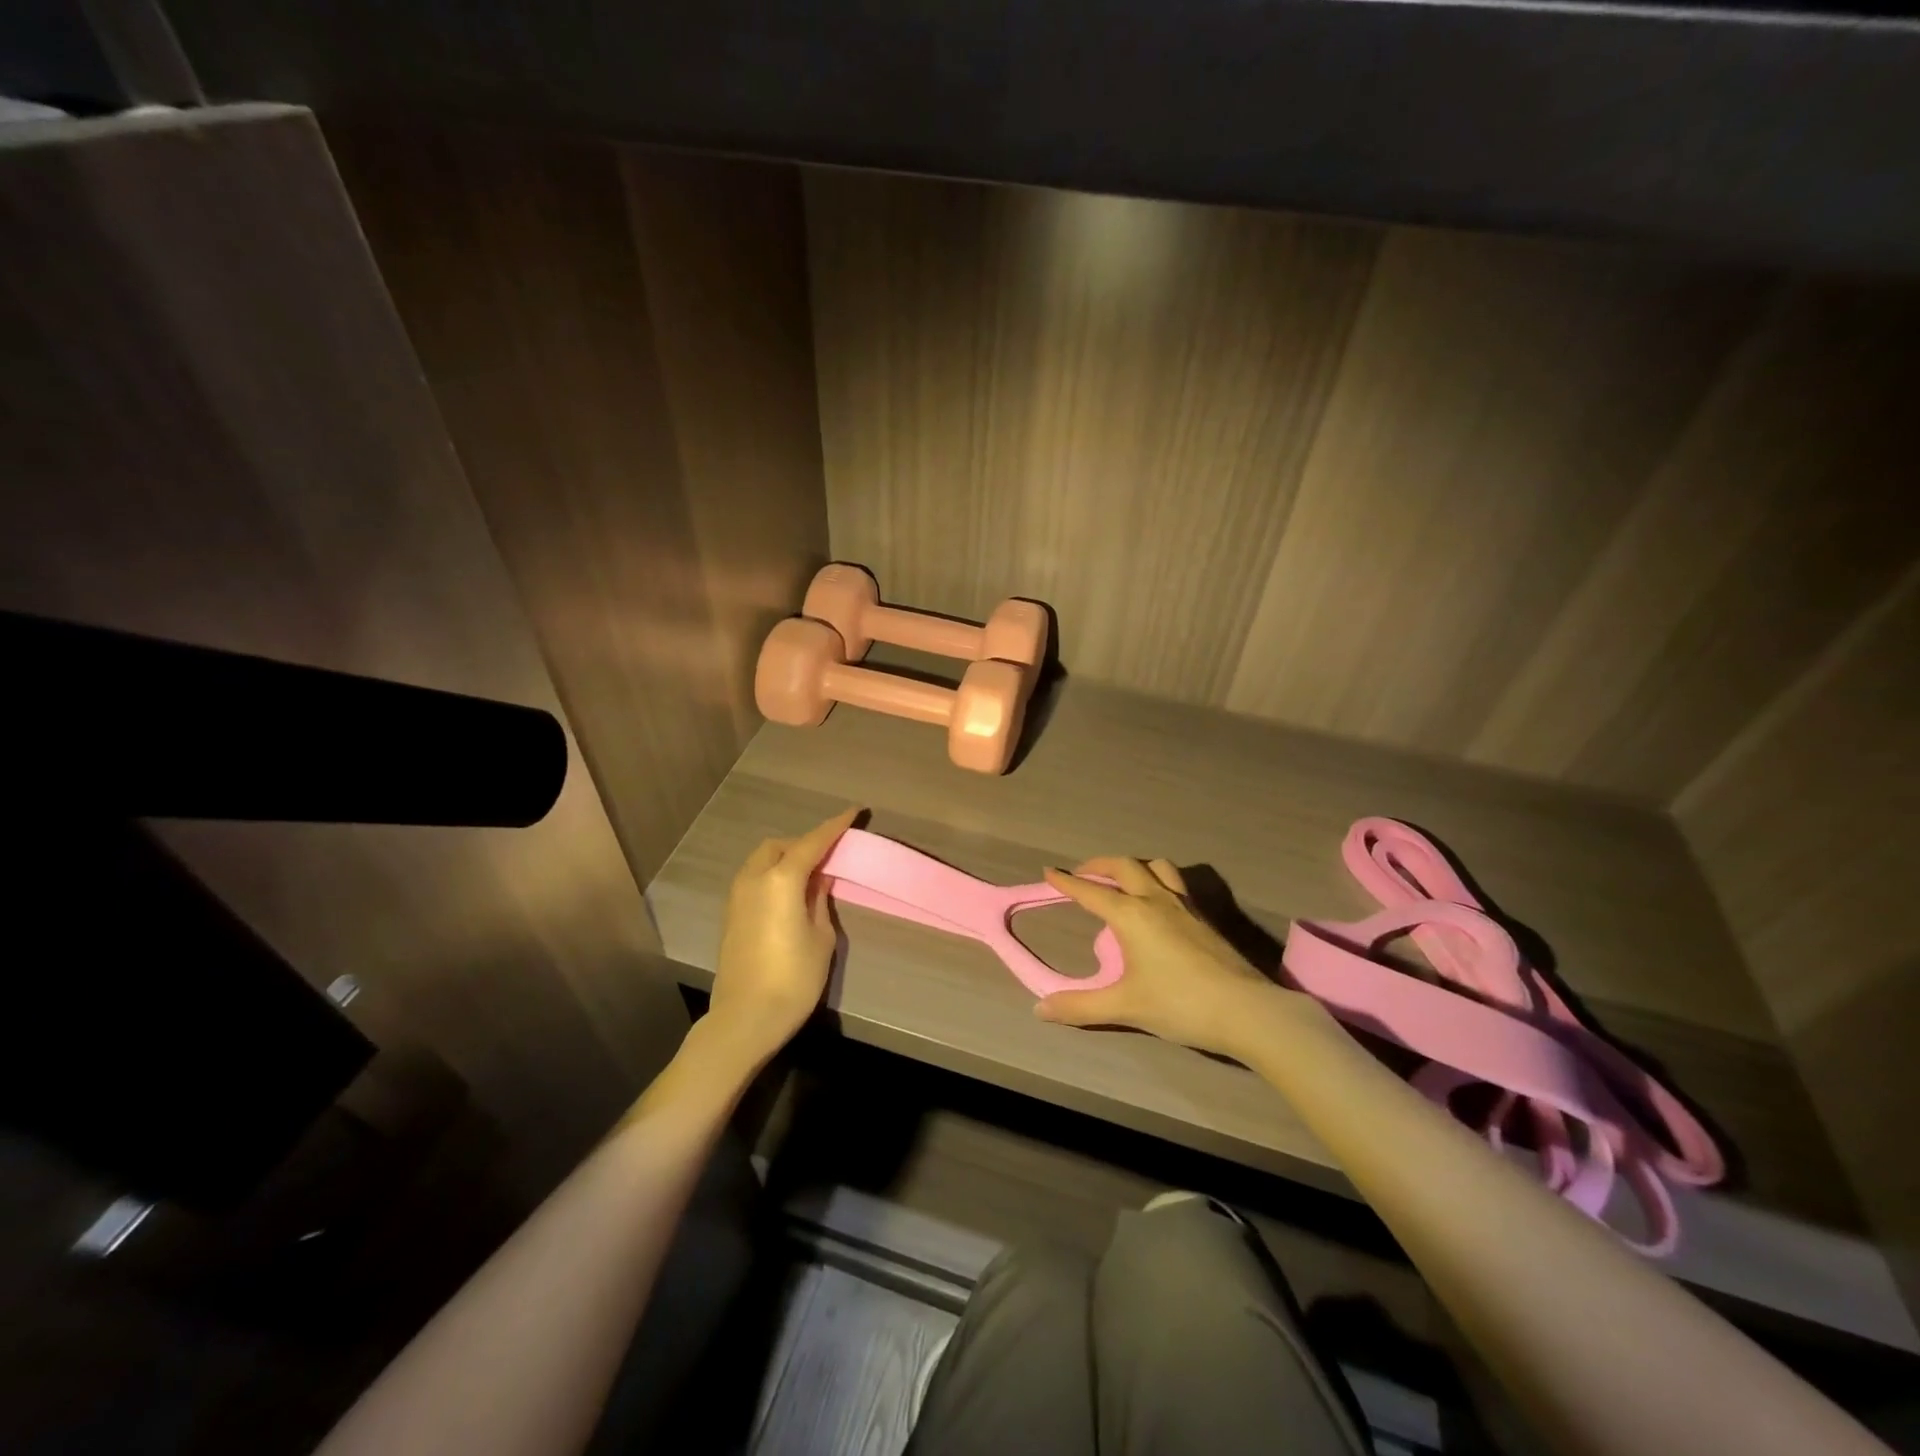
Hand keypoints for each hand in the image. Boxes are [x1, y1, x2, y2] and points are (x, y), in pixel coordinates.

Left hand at [706, 807, 859, 1067]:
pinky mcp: (731, 914)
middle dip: (805, 843)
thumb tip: (818, 880)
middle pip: (780, 845)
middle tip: (830, 854)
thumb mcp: (820, 937)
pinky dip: (773, 874)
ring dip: (786, 858)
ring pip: (763, 860)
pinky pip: (755, 878)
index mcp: (781, 879)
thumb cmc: (793, 979)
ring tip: (811, 873)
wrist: (745, 1018)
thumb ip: (820, 901)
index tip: (853, 812)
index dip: (835, 826)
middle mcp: (754, 879)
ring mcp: (738, 896)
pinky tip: (790, 893)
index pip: (813, 842)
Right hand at [1035, 857, 1289, 1057]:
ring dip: (1134, 866)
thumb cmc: (1180, 1004)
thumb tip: (1040, 1009)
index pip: (1091, 892)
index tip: (1049, 872)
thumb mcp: (1126, 1008)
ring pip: (1157, 867)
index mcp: (1132, 915)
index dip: (1067, 882)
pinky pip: (1176, 883)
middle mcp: (1156, 900)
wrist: (1247, 1010)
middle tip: (1083, 873)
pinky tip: (1160, 903)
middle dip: (1099, 865)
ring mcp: (1185, 906)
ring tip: (1124, 879)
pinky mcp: (1206, 917)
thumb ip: (1081, 1007)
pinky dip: (1158, 880)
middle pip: (1124, 866)